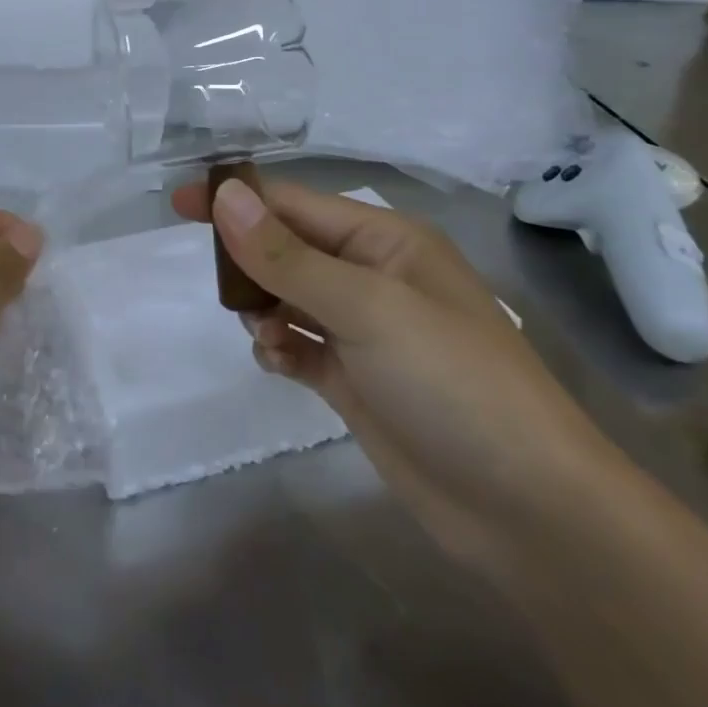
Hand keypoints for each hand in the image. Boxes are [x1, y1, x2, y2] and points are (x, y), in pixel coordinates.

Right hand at [175, 175, 630, 576]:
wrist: (529, 511)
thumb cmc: (452, 383)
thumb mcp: (366, 308)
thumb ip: (286, 256)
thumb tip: (224, 195)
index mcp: (385, 241)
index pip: (294, 204)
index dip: (237, 200)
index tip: (178, 206)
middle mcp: (373, 276)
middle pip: (287, 248)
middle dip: (249, 261)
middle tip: (221, 288)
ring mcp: (364, 331)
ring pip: (287, 297)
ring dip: (262, 310)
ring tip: (263, 336)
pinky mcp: (356, 379)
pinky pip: (299, 345)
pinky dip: (280, 348)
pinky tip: (279, 363)